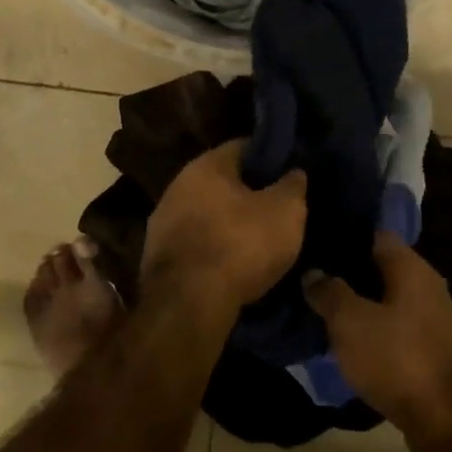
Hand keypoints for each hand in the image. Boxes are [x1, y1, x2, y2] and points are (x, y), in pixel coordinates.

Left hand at [142, 141, 306, 309]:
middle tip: (277, 210)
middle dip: (249, 194)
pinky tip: (233, 265)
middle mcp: (177, 186)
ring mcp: (162, 222)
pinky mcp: (158, 257)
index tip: (289, 175)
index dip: (270, 158)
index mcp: (206, 165)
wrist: (189, 304)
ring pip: (207, 214)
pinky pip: (196, 243)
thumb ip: (292, 186)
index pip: (243, 147)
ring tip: (257, 242)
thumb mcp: (286, 212)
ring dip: (229, 224)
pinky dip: (214, 249)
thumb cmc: (241, 245)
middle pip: (222, 182)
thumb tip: (293, 172)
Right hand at [304, 233, 451, 436]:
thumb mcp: (349, 322)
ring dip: (361, 301)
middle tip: (312, 276)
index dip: (345, 236)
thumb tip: (313, 272)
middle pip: (382, 266)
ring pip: (389, 296)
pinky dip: (375, 325)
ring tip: (325, 306)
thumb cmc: (395, 359)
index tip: (315, 243)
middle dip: (349, 270)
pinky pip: (397, 322)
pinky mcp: (432, 345)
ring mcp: (434, 316)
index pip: (375, 234)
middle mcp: (428, 284)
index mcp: (412, 268)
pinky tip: (351, 336)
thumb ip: (329, 292)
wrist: (443, 419)